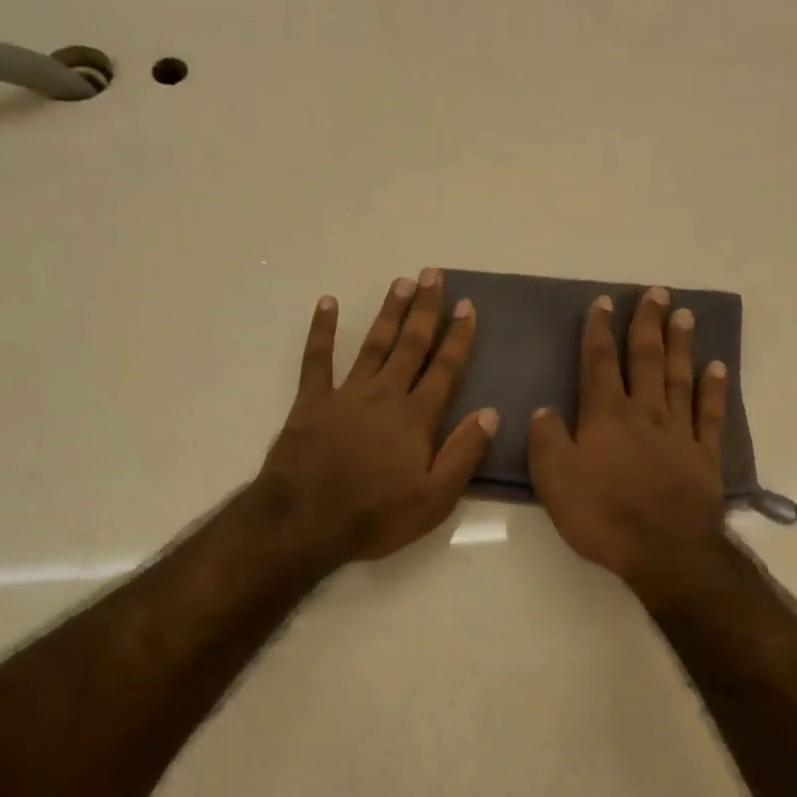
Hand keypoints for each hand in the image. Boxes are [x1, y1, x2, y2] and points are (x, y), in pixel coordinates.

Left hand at [259, 270, 497, 566]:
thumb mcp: (435, 499)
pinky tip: (328, 304)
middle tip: (433, 275)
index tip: (467, 306)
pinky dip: (323, 331)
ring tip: (401, 282)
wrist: (305, 521)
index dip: (458, 337)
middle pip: (410, 346)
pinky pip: (317, 360)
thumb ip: (464, 454)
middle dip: (425, 310)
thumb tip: (491, 413)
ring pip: (373, 345)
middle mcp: (384, 396)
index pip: (445, 370)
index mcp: (416, 418)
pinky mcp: (311, 403)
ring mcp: (345, 395)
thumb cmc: (375, 516)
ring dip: (388, 313)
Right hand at [527, 287, 729, 598]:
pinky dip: (713, 388)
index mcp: (605, 417)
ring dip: (680, 345)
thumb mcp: (554, 480)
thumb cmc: (602, 515)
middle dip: (647, 324)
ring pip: (678, 377)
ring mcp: (678, 432)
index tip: (603, 304)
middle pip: (645, 360)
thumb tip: (544, 411)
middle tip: (656, 293)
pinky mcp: (704, 454)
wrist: (663, 547)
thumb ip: (546, 441)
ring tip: (683, 315)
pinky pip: (709, 413)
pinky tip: (716, 367)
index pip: (598, 365)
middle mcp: (644, 413)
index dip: (598, 333)